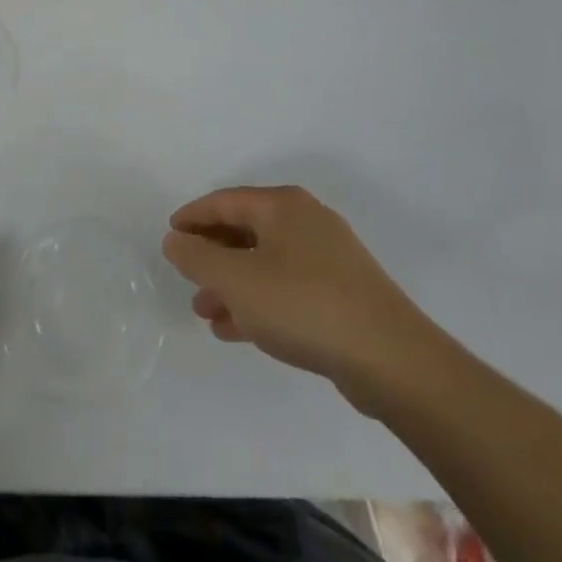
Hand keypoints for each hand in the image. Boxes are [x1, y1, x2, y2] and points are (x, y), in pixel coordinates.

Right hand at [163, 186, 447, 415]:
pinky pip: (287, 289)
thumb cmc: (303, 305)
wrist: (392, 361)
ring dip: (232, 285)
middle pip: (245, 231)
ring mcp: (329, 259)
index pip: (224, 201)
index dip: (192, 217)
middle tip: (187, 280)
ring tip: (206, 313)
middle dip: (212, 257)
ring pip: (265, 264)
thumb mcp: (236, 280)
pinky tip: (238, 330)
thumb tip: (175, 240)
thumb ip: (197, 257)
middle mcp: (307, 222)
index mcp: (283, 206)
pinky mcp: (343, 295)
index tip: (170, 237)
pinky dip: (259, 303)